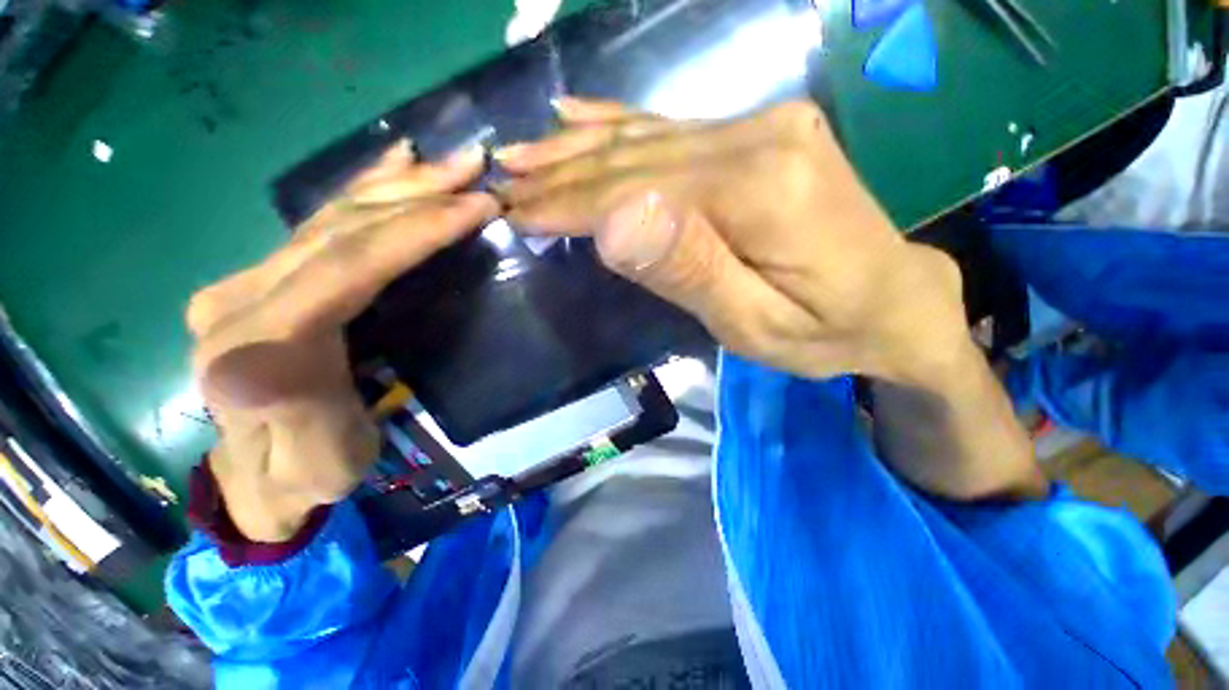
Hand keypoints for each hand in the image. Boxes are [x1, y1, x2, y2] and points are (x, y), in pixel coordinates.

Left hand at [188, 143, 496, 540]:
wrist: (263, 475)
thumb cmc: (307, 472)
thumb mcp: (314, 460)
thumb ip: (289, 413)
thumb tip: (265, 362)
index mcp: (257, 342)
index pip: (350, 265)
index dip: (418, 230)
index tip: (478, 207)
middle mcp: (242, 296)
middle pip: (342, 228)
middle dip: (416, 194)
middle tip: (475, 171)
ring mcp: (251, 280)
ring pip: (333, 216)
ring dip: (397, 184)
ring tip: (447, 162)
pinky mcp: (266, 279)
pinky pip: (323, 224)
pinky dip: (364, 190)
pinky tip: (394, 165)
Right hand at [498, 98, 967, 384]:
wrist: (895, 301)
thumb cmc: (826, 331)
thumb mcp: (754, 324)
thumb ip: (688, 269)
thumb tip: (615, 221)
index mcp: (761, 190)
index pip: (638, 192)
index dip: (570, 205)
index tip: (516, 212)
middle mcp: (762, 137)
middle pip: (638, 158)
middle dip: (565, 173)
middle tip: (503, 178)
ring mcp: (765, 127)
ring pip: (649, 138)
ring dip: (581, 148)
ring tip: (526, 151)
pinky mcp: (763, 136)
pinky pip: (674, 129)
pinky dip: (621, 125)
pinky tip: (584, 116)